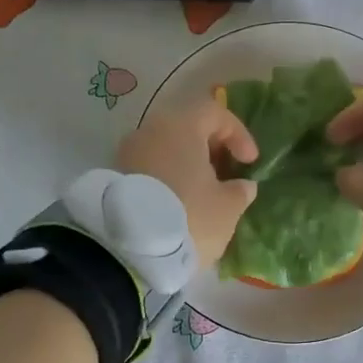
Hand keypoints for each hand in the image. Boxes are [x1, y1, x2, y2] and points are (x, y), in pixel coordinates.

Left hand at [114, 96, 259, 265]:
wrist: (126, 249)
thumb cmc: (187, 216)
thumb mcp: (226, 208)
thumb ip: (239, 191)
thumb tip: (243, 185)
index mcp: (181, 126)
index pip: (215, 112)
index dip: (238, 133)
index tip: (249, 162)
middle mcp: (150, 130)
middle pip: (187, 127)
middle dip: (210, 148)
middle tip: (226, 173)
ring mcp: (127, 152)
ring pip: (165, 148)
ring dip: (187, 164)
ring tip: (203, 192)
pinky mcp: (113, 177)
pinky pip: (149, 167)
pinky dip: (167, 177)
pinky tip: (178, 203)